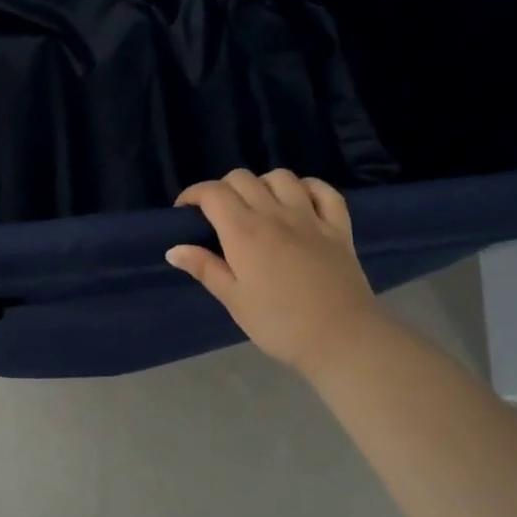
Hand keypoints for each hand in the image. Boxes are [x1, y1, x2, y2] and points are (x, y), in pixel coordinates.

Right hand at [166, 169, 384, 378]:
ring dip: (263, 184)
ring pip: (281, 177)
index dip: (193, 194)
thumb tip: (174, 248)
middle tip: (218, 214)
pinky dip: (308, 187)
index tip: (185, 212)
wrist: (342, 339)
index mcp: (244, 232)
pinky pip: (324, 191)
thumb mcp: (234, 301)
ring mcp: (310, 217)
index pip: (212, 193)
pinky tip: (300, 200)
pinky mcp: (338, 227)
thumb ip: (205, 268)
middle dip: (223, 188)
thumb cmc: (280, 324)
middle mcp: (274, 214)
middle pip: (242, 178)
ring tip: (258, 205)